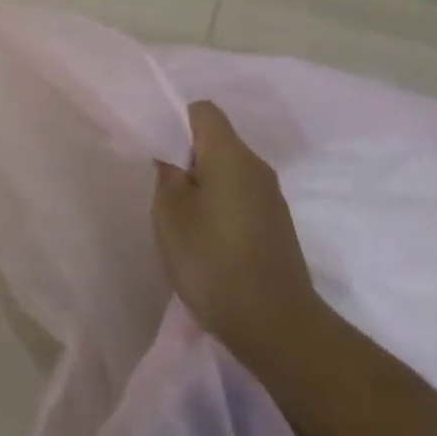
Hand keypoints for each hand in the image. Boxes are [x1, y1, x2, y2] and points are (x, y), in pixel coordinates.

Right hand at [153, 101, 329, 379]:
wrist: (274, 324)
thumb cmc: (212, 259)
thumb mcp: (170, 213)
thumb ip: (167, 175)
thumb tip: (173, 158)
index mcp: (231, 154)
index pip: (203, 111)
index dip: (176, 122)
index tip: (159, 152)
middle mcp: (257, 167)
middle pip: (217, 141)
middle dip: (188, 158)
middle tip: (163, 190)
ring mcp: (272, 197)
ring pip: (229, 172)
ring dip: (204, 186)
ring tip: (183, 219)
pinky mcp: (277, 225)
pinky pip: (242, 197)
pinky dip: (221, 207)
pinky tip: (207, 240)